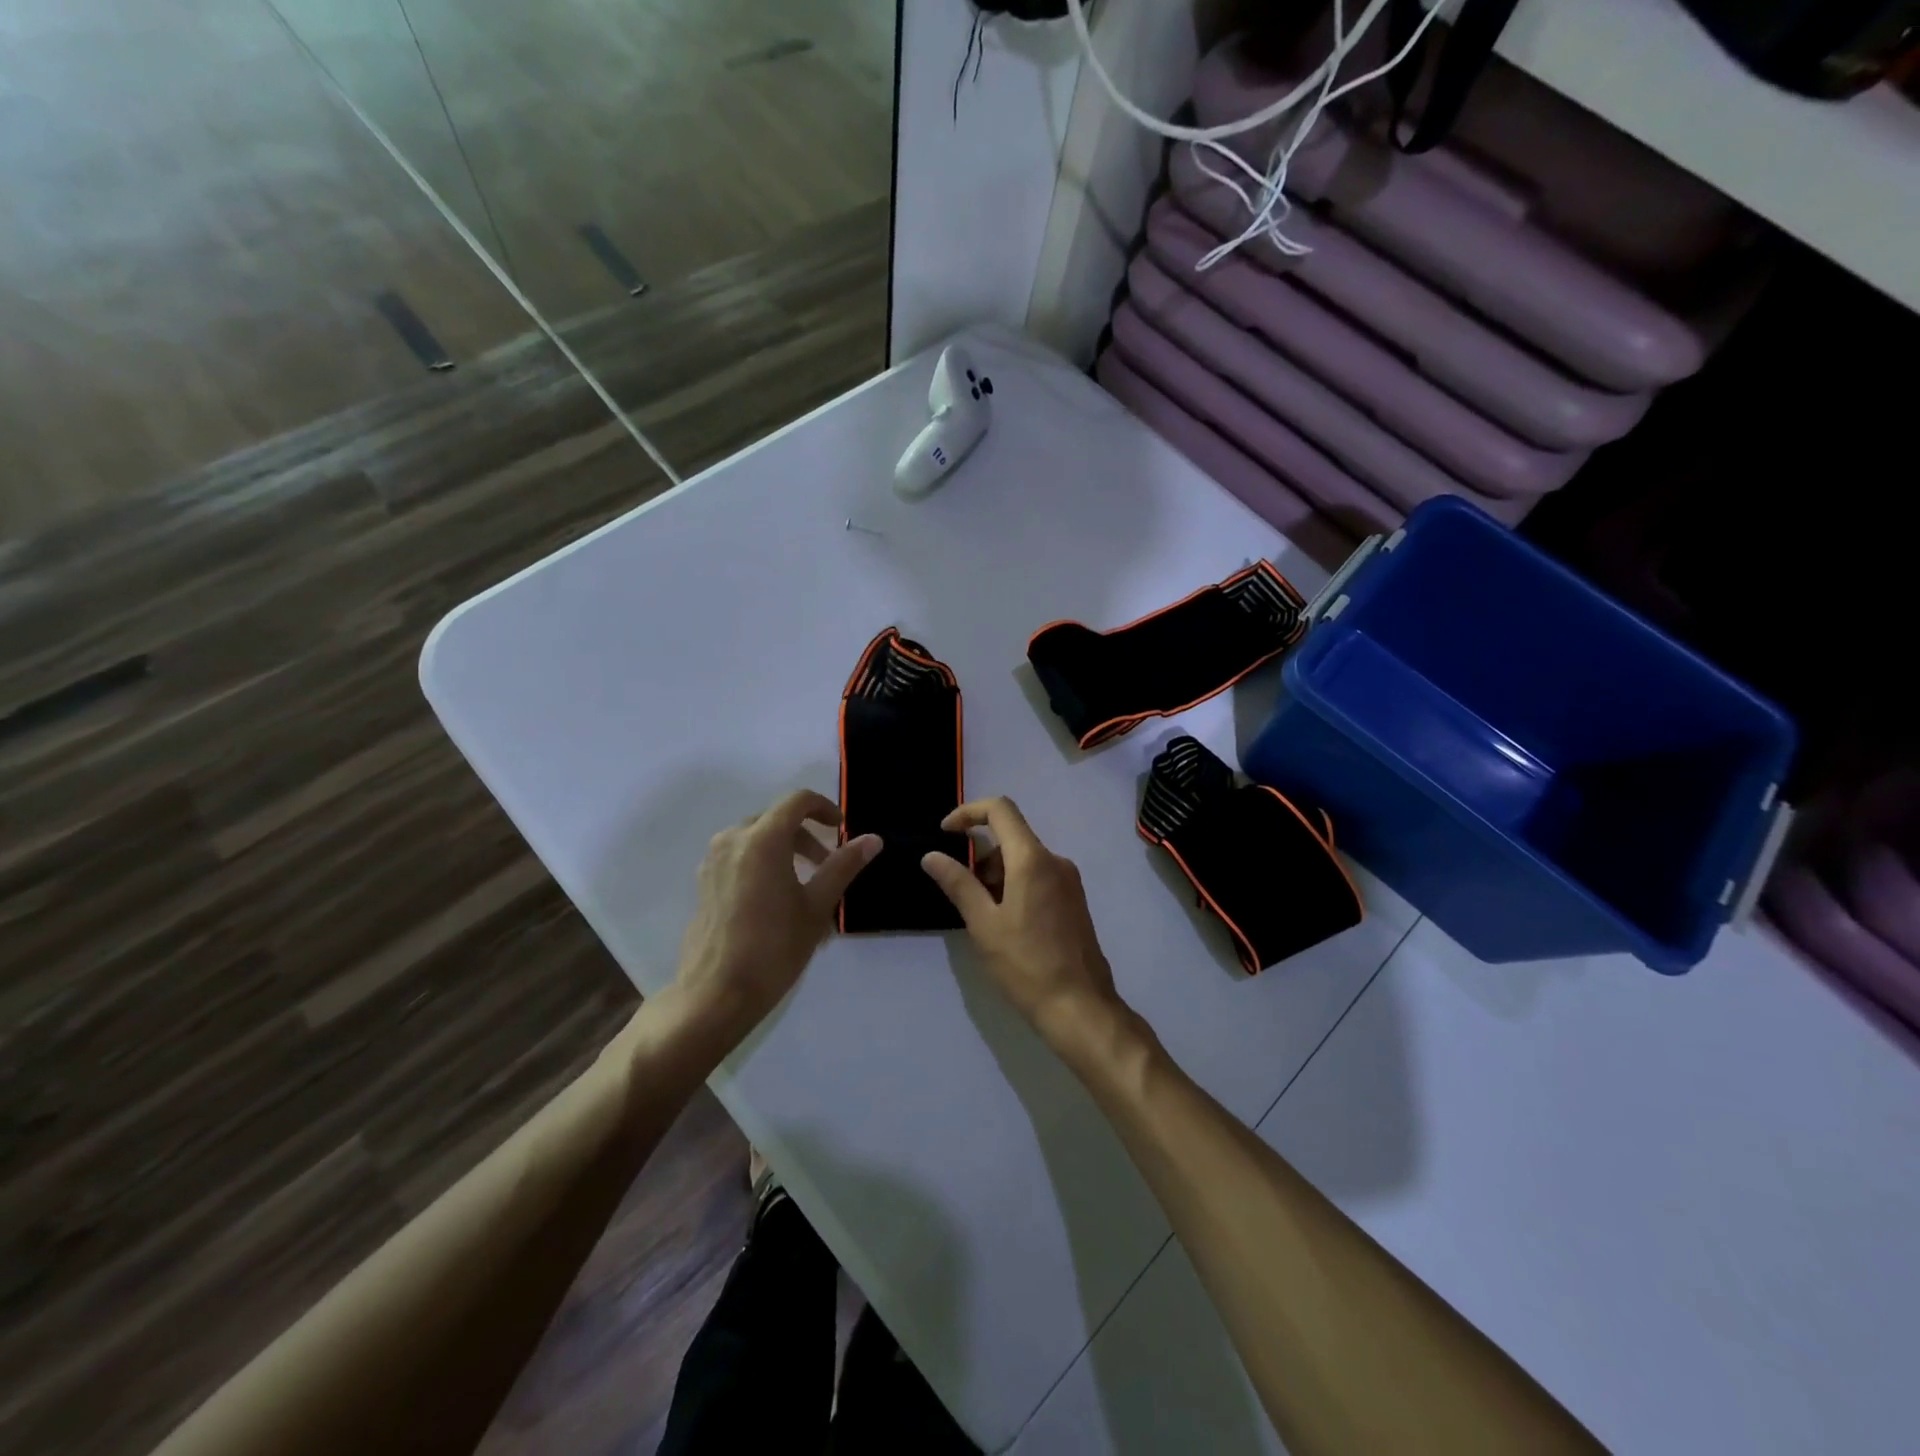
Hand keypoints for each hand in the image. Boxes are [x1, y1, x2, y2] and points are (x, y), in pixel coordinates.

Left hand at [673, 790, 880, 1044]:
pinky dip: (762, 862)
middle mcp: (733, 840)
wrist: (716, 994)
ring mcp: (713, 861)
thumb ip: (843, 865)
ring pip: (755, 837)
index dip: (825, 808)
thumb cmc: (774, 948)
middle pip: (776, 818)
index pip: (797, 801)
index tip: (842, 830)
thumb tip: (872, 839)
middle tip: (828, 865)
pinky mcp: (703, 882)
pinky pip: (739, 857)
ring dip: (784, 848)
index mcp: (762, 839)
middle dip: (806, 835)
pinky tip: (774, 899)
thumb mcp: (817, 906)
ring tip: (804, 884)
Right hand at [920, 797, 1123, 1048]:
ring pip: (1023, 859)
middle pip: (1011, 836)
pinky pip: (1038, 876)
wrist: (1080, 1007)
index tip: (945, 833)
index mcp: (1032, 859)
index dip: (968, 812)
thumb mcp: (983, 924)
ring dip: (996, 874)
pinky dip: (1014, 885)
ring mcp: (1069, 880)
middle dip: (980, 856)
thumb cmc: (1026, 964)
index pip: (1000, 809)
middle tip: (962, 893)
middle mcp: (1055, 860)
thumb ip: (958, 883)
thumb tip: (931, 856)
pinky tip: (1006, 924)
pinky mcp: (1074, 900)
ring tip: (983, 917)